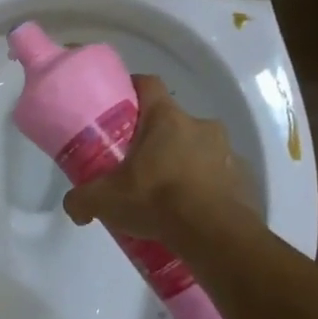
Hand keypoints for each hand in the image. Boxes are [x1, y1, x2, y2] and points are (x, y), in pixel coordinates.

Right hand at [63, 74, 259, 240]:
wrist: (213, 234)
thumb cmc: (155, 200)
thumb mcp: (104, 201)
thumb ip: (81, 199)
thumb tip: (74, 207)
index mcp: (166, 119)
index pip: (148, 84)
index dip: (132, 90)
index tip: (120, 106)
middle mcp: (200, 125)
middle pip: (172, 122)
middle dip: (155, 140)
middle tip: (137, 166)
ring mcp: (227, 151)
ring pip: (197, 149)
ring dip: (182, 163)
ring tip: (165, 195)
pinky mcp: (243, 178)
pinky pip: (218, 175)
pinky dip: (204, 187)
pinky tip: (190, 211)